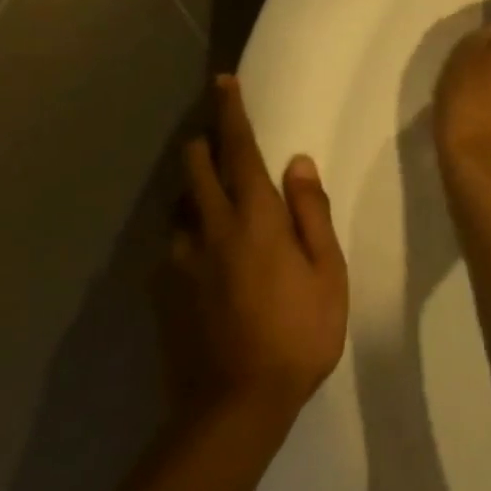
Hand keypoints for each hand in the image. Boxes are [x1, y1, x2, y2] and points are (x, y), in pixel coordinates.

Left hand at [157, 76, 348, 428]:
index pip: (239, 148)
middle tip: (219, 145)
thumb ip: (310, 212)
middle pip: (195, 166)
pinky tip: (204, 264)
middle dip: (204, 144)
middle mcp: (210, 227)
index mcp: (255, 217)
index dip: (231, 111)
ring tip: (216, 210)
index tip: (223, 81)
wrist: (233, 409)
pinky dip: (187, 237)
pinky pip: (172, 246)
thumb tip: (297, 163)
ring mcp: (179, 260)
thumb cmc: (297, 336)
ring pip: (179, 205)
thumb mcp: (327, 273)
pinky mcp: (162, 291)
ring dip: (195, 193)